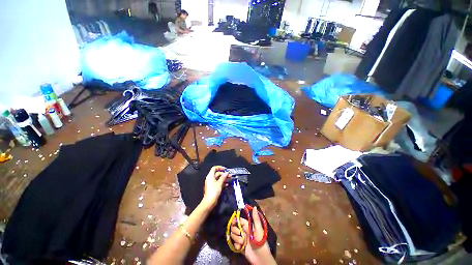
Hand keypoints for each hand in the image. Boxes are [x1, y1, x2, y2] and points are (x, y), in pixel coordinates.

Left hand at [202, 166, 228, 208]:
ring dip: (224, 178)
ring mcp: (211, 183)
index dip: (219, 167)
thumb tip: (226, 173)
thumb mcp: (219, 183)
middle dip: (224, 174)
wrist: (209, 201)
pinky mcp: (213, 187)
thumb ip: (223, 177)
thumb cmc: (213, 191)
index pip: (214, 168)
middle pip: (217, 173)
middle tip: (230, 175)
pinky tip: (227, 184)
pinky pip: (218, 183)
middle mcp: (210, 178)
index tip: (225, 169)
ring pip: (219, 178)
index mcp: (210, 176)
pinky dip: (222, 183)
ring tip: (230, 179)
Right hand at [230, 207, 270, 264]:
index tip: (234, 222)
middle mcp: (244, 231)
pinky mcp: (240, 247)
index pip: (239, 220)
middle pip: (234, 227)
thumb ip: (255, 218)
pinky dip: (236, 246)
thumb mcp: (258, 229)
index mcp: (248, 226)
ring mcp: (241, 239)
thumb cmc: (260, 241)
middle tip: (240, 234)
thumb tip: (254, 206)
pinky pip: (234, 244)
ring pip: (233, 235)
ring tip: (242, 243)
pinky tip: (240, 248)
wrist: (260, 257)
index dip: (235, 220)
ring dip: (236, 239)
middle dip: (235, 230)